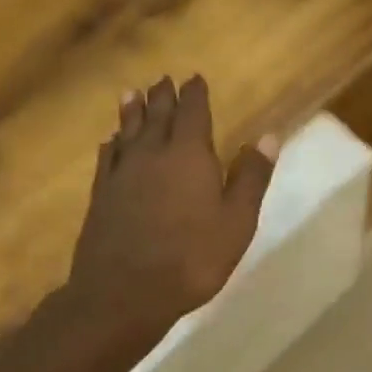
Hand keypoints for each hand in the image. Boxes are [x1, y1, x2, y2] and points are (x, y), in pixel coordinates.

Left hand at [67, 75, 276, 345]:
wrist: (124, 293)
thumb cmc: (191, 258)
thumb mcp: (236, 221)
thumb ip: (251, 177)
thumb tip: (269, 136)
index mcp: (189, 155)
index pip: (192, 113)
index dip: (194, 94)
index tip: (194, 78)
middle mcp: (152, 154)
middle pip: (157, 115)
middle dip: (162, 96)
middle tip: (163, 79)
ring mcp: (122, 174)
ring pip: (127, 131)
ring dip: (132, 110)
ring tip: (131, 93)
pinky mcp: (101, 195)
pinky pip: (107, 158)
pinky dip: (111, 144)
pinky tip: (110, 141)